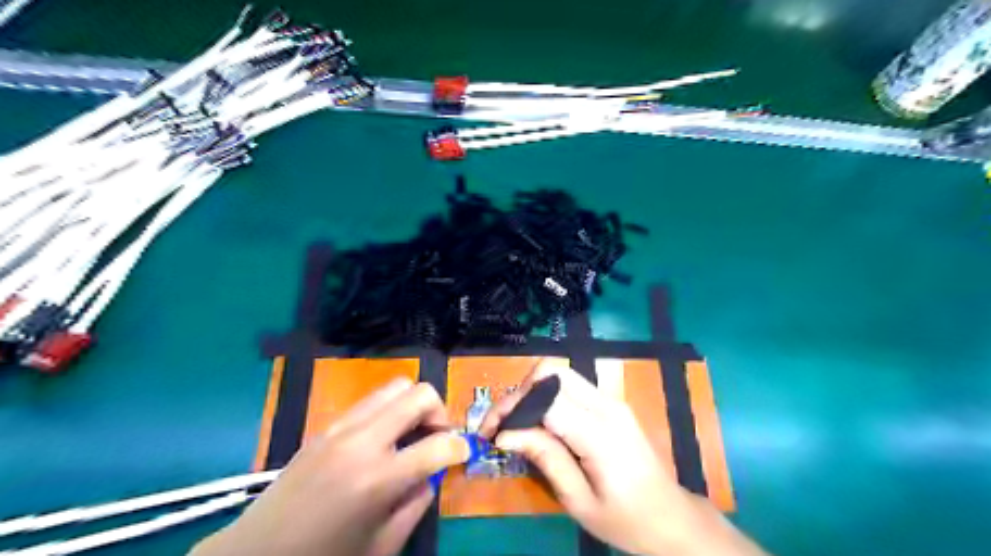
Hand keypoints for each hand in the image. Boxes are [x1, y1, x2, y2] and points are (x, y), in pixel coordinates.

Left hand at [197, 378, 470, 555]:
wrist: (255, 555)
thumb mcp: (383, 544)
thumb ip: (417, 502)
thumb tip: (433, 472)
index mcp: (378, 479)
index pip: (438, 445)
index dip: (460, 447)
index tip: (463, 452)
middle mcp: (361, 441)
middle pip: (418, 394)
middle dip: (439, 412)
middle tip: (437, 437)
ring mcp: (340, 428)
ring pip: (394, 387)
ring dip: (413, 406)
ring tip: (411, 434)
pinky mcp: (326, 426)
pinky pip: (370, 402)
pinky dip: (388, 411)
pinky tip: (382, 441)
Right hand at [480, 361, 763, 555]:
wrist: (672, 518)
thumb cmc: (627, 520)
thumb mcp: (579, 501)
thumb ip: (546, 459)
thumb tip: (505, 435)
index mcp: (600, 432)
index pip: (546, 398)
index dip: (512, 408)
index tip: (490, 432)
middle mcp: (606, 405)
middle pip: (551, 372)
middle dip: (519, 392)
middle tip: (502, 425)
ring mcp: (611, 401)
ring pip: (559, 374)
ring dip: (531, 393)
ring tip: (514, 425)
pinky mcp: (610, 404)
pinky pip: (570, 388)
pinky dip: (546, 398)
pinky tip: (537, 424)